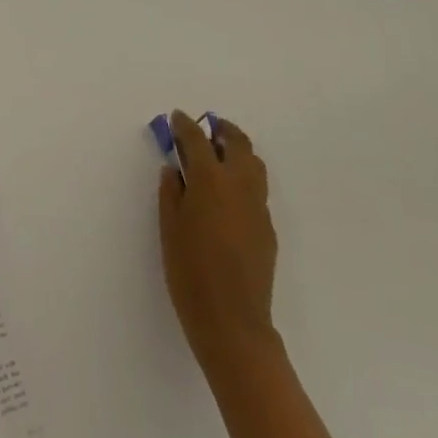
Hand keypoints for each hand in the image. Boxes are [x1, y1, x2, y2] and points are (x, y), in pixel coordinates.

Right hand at [158, 111, 280, 376]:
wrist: (232, 321)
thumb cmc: (189, 272)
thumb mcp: (169, 228)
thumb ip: (171, 192)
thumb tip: (175, 169)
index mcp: (210, 180)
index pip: (197, 140)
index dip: (185, 125)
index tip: (176, 117)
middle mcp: (239, 185)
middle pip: (236, 143)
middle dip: (221, 129)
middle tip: (206, 127)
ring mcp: (258, 206)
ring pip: (254, 163)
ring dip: (237, 149)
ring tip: (220, 152)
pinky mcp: (268, 227)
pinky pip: (257, 188)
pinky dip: (244, 177)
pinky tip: (228, 193)